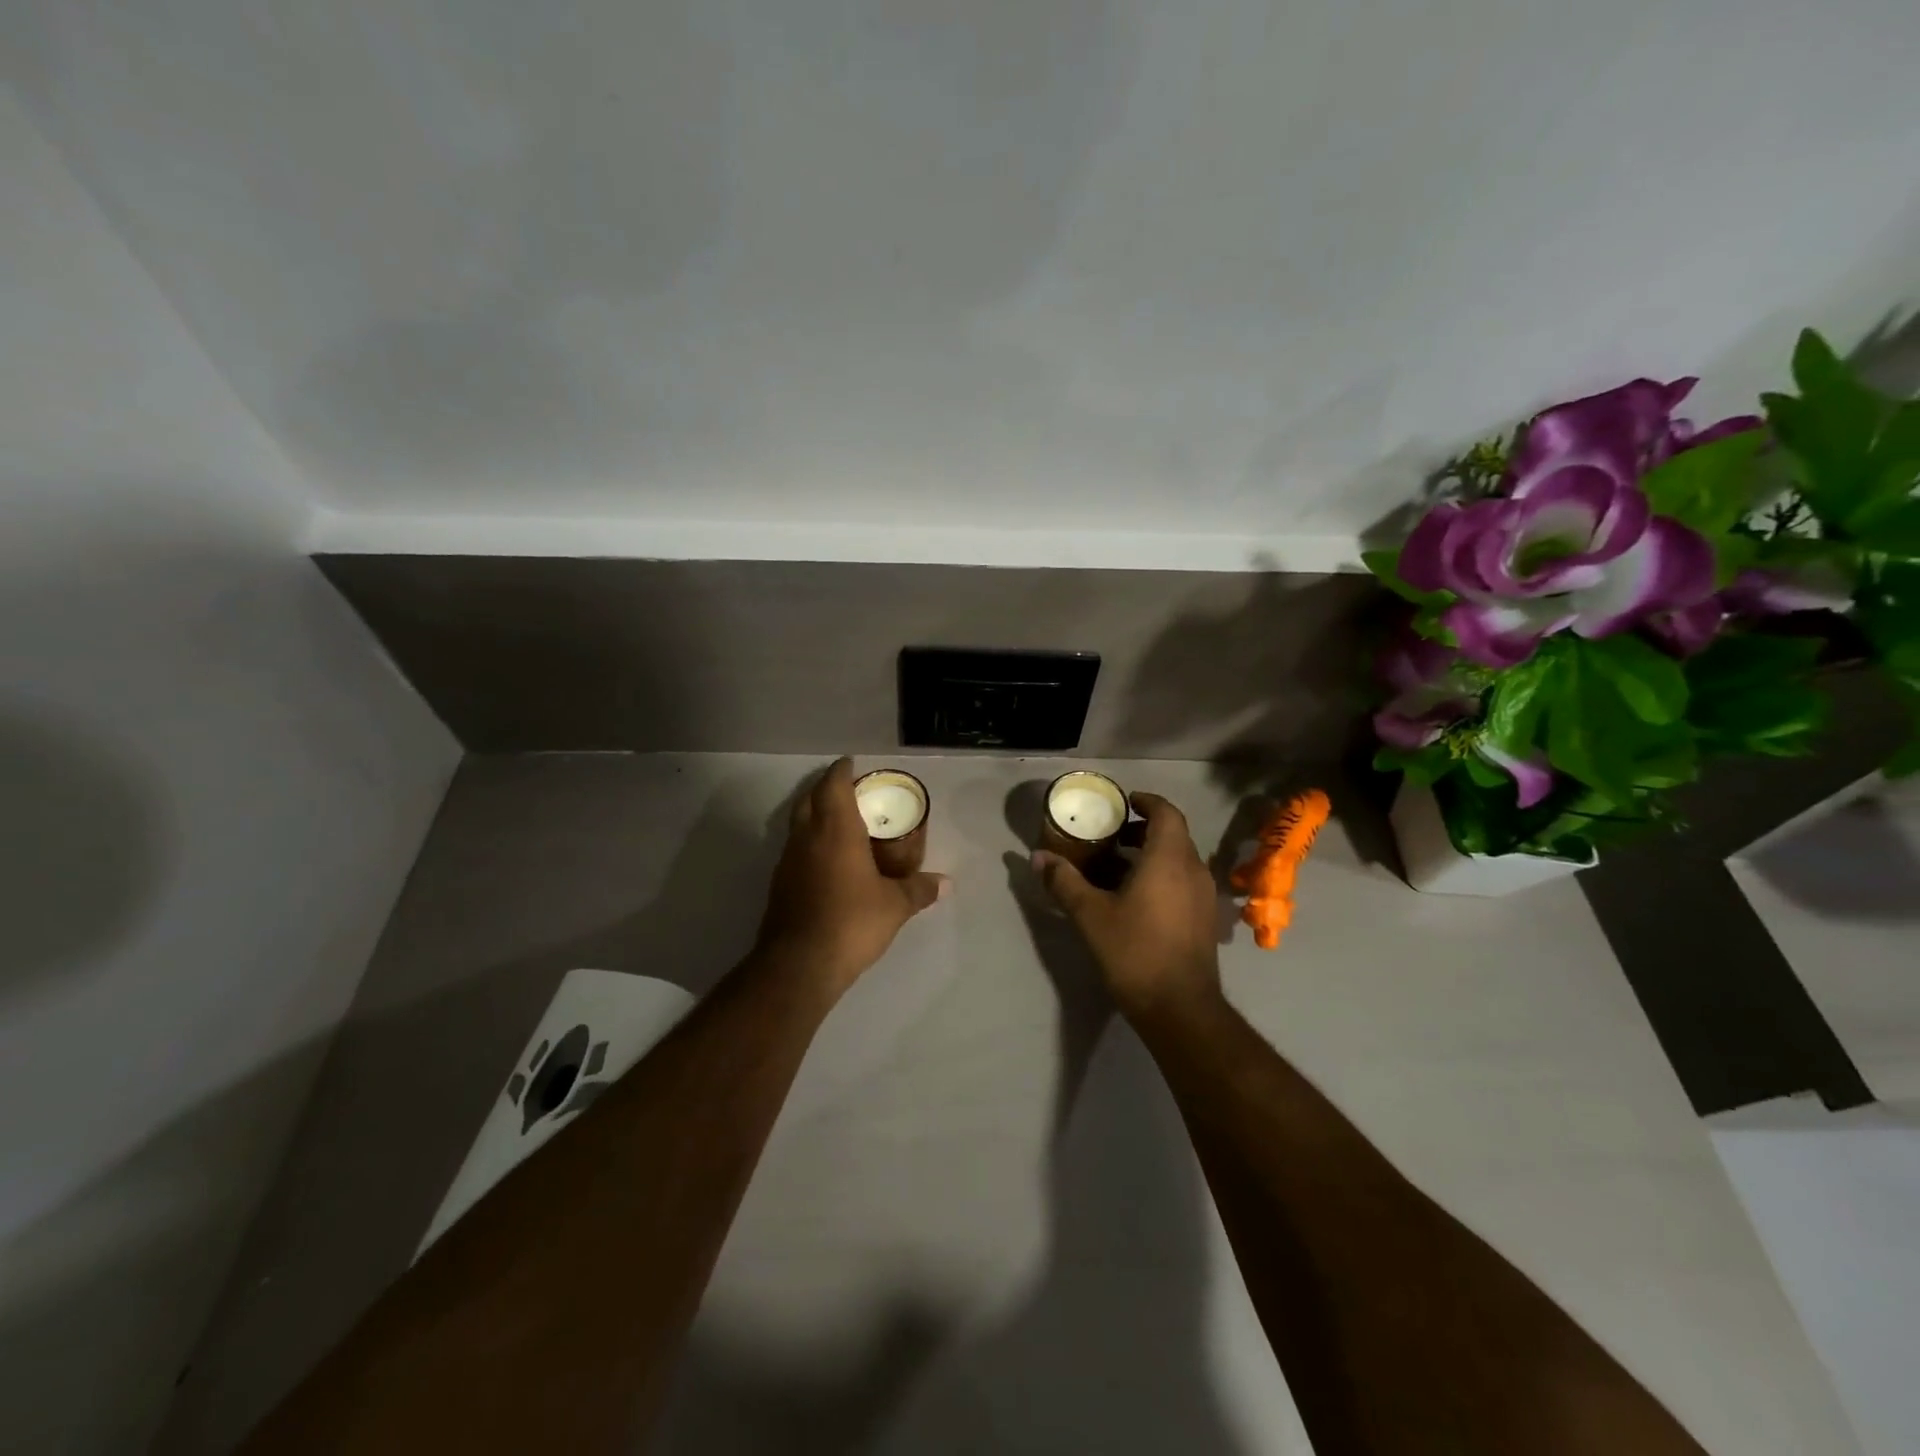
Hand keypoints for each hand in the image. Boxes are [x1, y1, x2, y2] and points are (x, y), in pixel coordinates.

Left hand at [755, 758, 947, 997]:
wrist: (799, 964)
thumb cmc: (851, 922)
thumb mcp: (895, 906)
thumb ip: (919, 889)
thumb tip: (946, 884)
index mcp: (835, 831)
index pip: (833, 785)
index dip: (841, 770)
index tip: (852, 764)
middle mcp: (807, 838)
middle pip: (810, 799)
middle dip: (826, 789)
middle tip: (850, 792)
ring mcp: (788, 861)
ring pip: (799, 825)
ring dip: (816, 816)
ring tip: (841, 824)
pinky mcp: (780, 884)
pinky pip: (796, 850)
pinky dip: (811, 843)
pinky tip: (828, 861)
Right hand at [1033, 792, 1222, 1022]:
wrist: (1180, 1008)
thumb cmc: (1135, 952)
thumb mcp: (1091, 915)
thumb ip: (1064, 881)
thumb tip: (1038, 857)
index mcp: (1169, 859)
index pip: (1166, 812)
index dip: (1146, 801)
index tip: (1122, 803)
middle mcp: (1193, 870)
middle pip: (1172, 835)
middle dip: (1141, 830)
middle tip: (1109, 835)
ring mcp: (1203, 896)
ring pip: (1178, 860)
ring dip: (1150, 854)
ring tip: (1114, 866)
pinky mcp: (1204, 919)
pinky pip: (1183, 881)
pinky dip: (1160, 876)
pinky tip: (1133, 898)